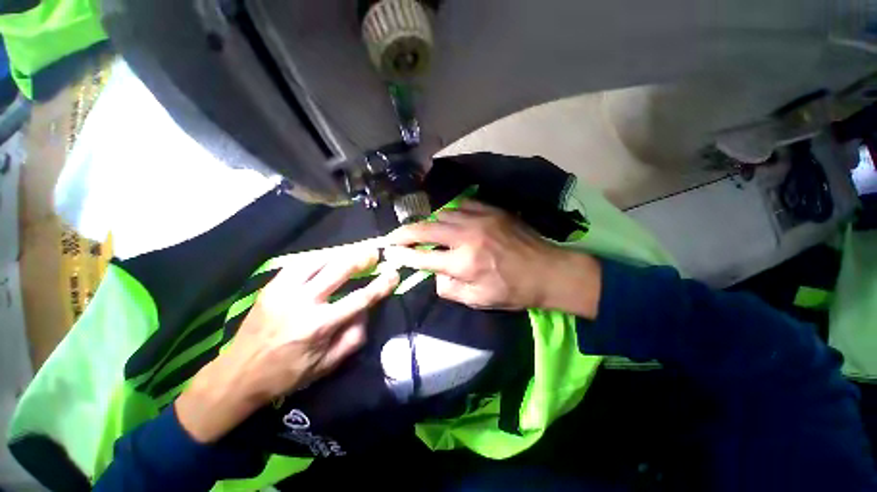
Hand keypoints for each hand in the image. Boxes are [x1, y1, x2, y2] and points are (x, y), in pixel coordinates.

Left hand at [176, 245, 398, 442]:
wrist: (238, 374)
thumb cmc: (287, 374)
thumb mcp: (327, 366)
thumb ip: (352, 338)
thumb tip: (366, 313)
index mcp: (319, 326)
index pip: (359, 299)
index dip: (380, 285)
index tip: (394, 274)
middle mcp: (303, 303)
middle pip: (338, 271)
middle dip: (360, 258)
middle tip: (374, 252)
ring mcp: (284, 291)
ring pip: (318, 260)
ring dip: (340, 253)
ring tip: (354, 251)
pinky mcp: (271, 287)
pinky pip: (299, 263)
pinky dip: (318, 257)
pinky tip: (327, 257)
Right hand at [384, 199, 600, 313]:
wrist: (547, 270)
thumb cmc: (513, 290)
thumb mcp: (478, 300)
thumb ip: (449, 289)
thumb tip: (434, 276)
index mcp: (463, 264)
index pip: (422, 257)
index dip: (402, 255)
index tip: (389, 253)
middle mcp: (467, 237)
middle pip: (425, 229)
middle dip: (404, 233)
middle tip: (393, 236)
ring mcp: (479, 219)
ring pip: (442, 213)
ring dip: (429, 222)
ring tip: (425, 230)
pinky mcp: (491, 210)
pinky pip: (462, 205)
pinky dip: (451, 213)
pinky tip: (450, 219)